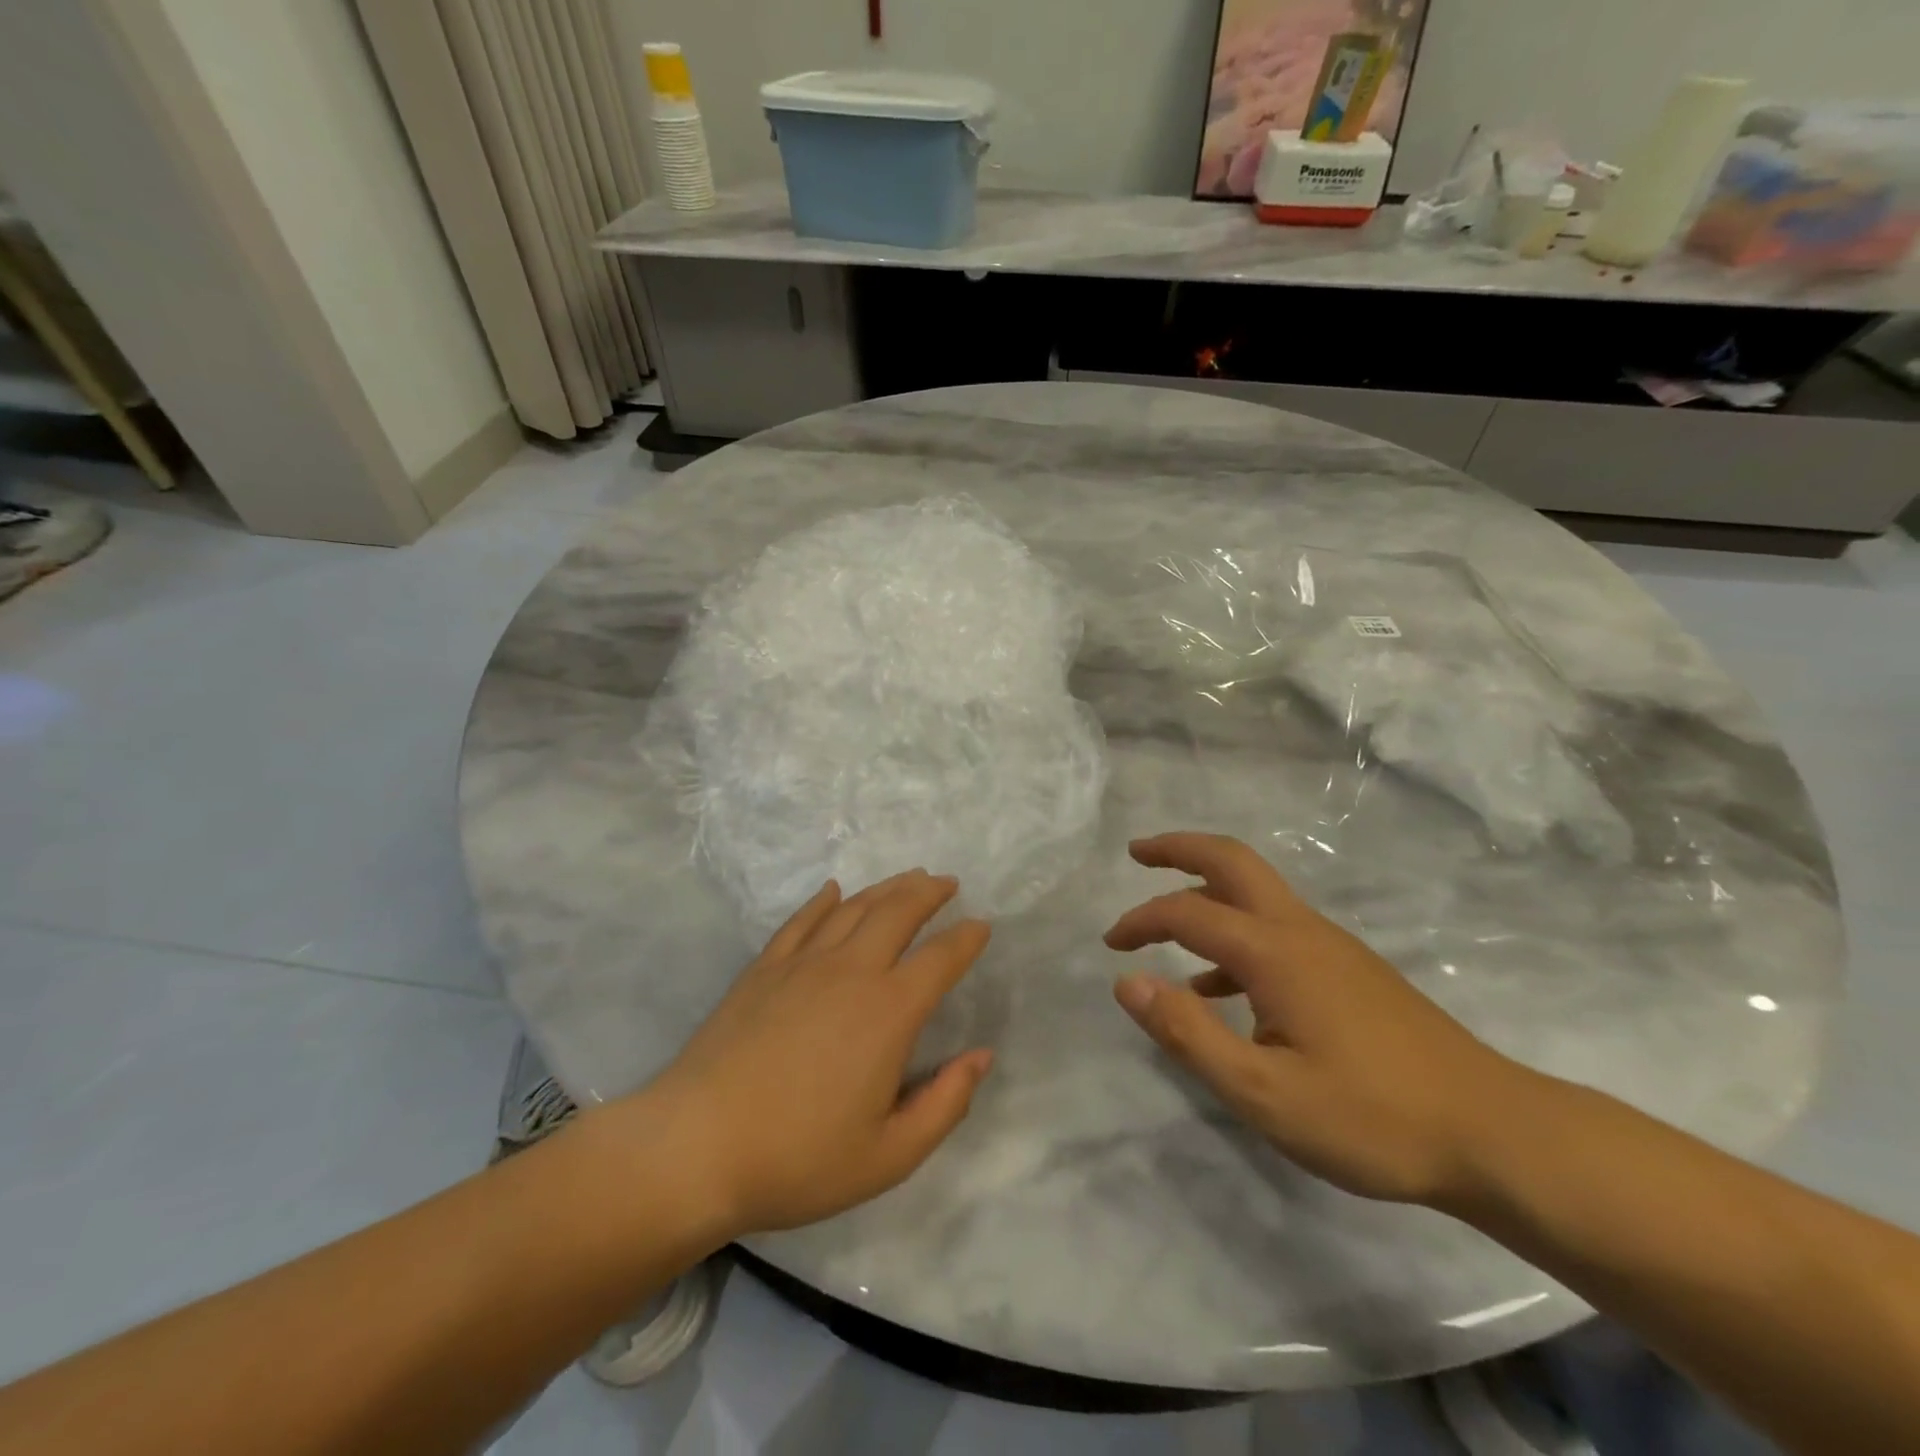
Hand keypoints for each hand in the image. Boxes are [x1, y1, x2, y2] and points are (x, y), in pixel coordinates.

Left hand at [641, 871, 993, 1239]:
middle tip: (946, 883)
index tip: (982, 925)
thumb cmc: (798, 1159)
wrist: (696, 1147)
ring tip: (907, 879)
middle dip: (928, 892)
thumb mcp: (889, 1156)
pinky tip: (834, 892)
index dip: (966, 938)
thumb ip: (945, 1104)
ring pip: (854, 908)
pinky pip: (802, 920)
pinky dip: (824, 901)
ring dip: (886, 888)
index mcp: (888, 1013)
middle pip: (897, 912)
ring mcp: (802, 964)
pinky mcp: (763, 968)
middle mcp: (850, 972)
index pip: (940, 959)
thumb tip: (982, 1056)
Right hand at [1106, 832, 1530, 1207]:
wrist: (1495, 1133)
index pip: (1189, 912)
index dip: (1142, 920)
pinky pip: (1277, 930)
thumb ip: (1189, 1033)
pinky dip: (1235, 937)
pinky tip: (1222, 991)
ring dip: (1205, 889)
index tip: (1111, 945)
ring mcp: (1331, 946)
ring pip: (1256, 891)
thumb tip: (1126, 982)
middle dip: (1179, 848)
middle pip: (1232, 860)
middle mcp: (1301, 930)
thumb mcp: (1264, 1093)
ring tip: (1165, 922)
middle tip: (1136, 852)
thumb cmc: (1373, 1117)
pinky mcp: (1350, 970)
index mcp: (1275, 952)